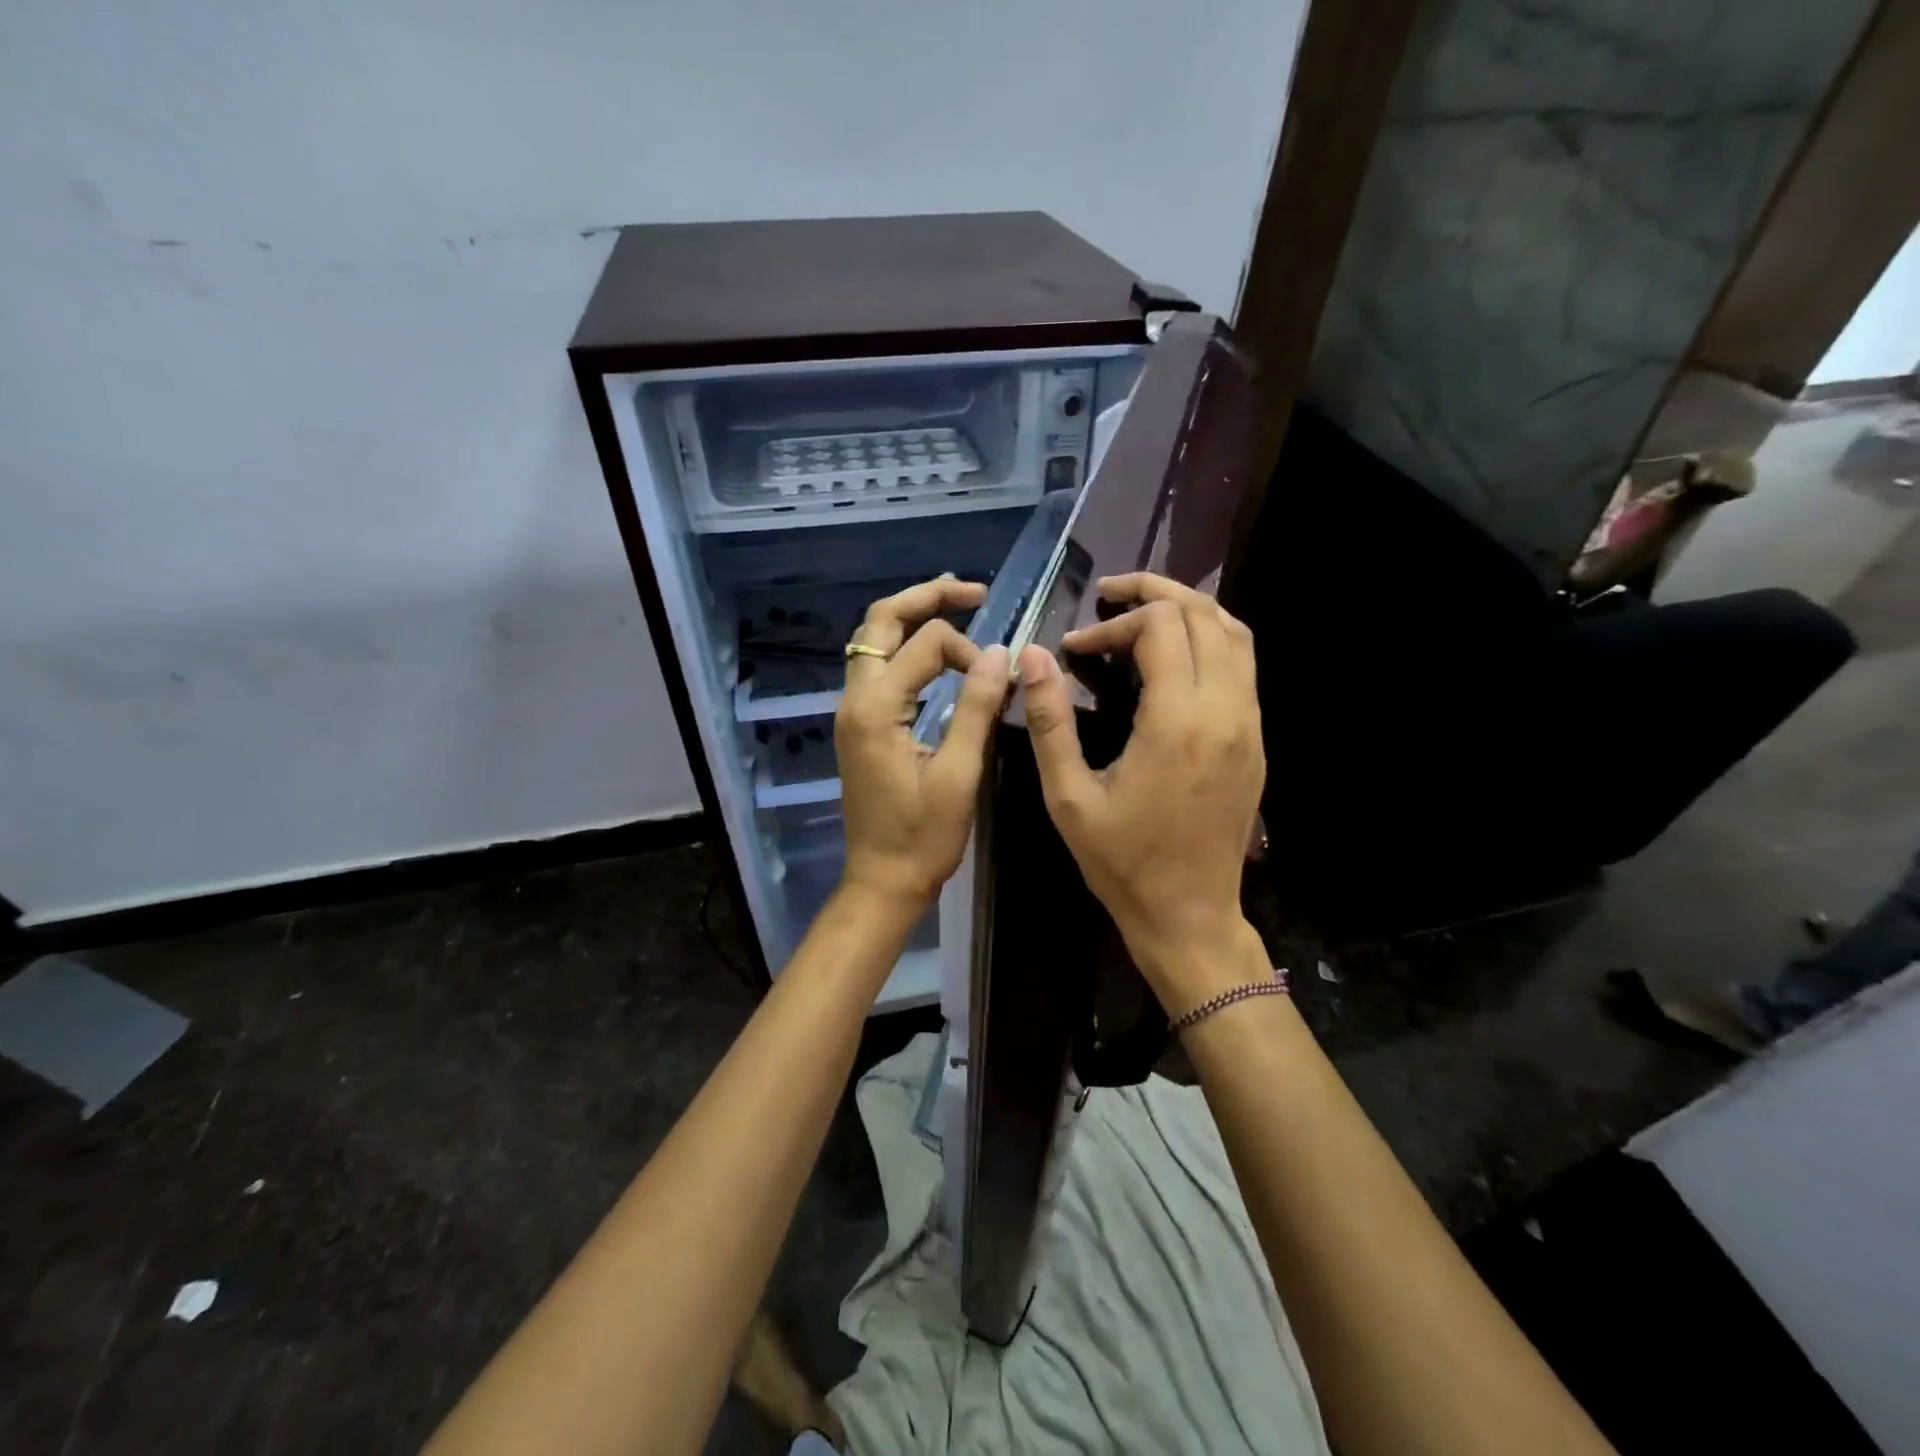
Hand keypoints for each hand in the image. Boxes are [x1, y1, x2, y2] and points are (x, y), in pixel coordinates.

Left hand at [836, 578, 1010, 907]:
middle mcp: (854, 699)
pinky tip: (935, 651)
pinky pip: (876, 667)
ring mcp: (851, 711)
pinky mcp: (859, 725)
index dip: (969, 651)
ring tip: (955, 605)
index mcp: (875, 708)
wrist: (882, 879)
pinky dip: (905, 647)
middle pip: (880, 622)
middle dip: (925, 599)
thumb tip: (999, 653)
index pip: (925, 645)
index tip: (1000, 679)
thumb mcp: (959, 774)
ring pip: (873, 641)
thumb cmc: (923, 837)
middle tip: (972, 591)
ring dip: (911, 618)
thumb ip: (976, 708)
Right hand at [1019, 573, 1264, 1007]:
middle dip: (1155, 593)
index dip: (1113, 624)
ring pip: (1236, 633)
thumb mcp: (1068, 797)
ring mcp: (1249, 725)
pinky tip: (1175, 653)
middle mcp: (1225, 711)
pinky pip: (1244, 666)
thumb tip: (1032, 657)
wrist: (1190, 916)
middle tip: (1110, 594)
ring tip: (1143, 609)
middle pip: (1205, 614)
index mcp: (1178, 722)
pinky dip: (1211, 639)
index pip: (1160, 627)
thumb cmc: (1122, 862)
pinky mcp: (1255, 741)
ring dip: (1189, 609)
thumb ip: (1050, 721)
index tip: (1075, 649)